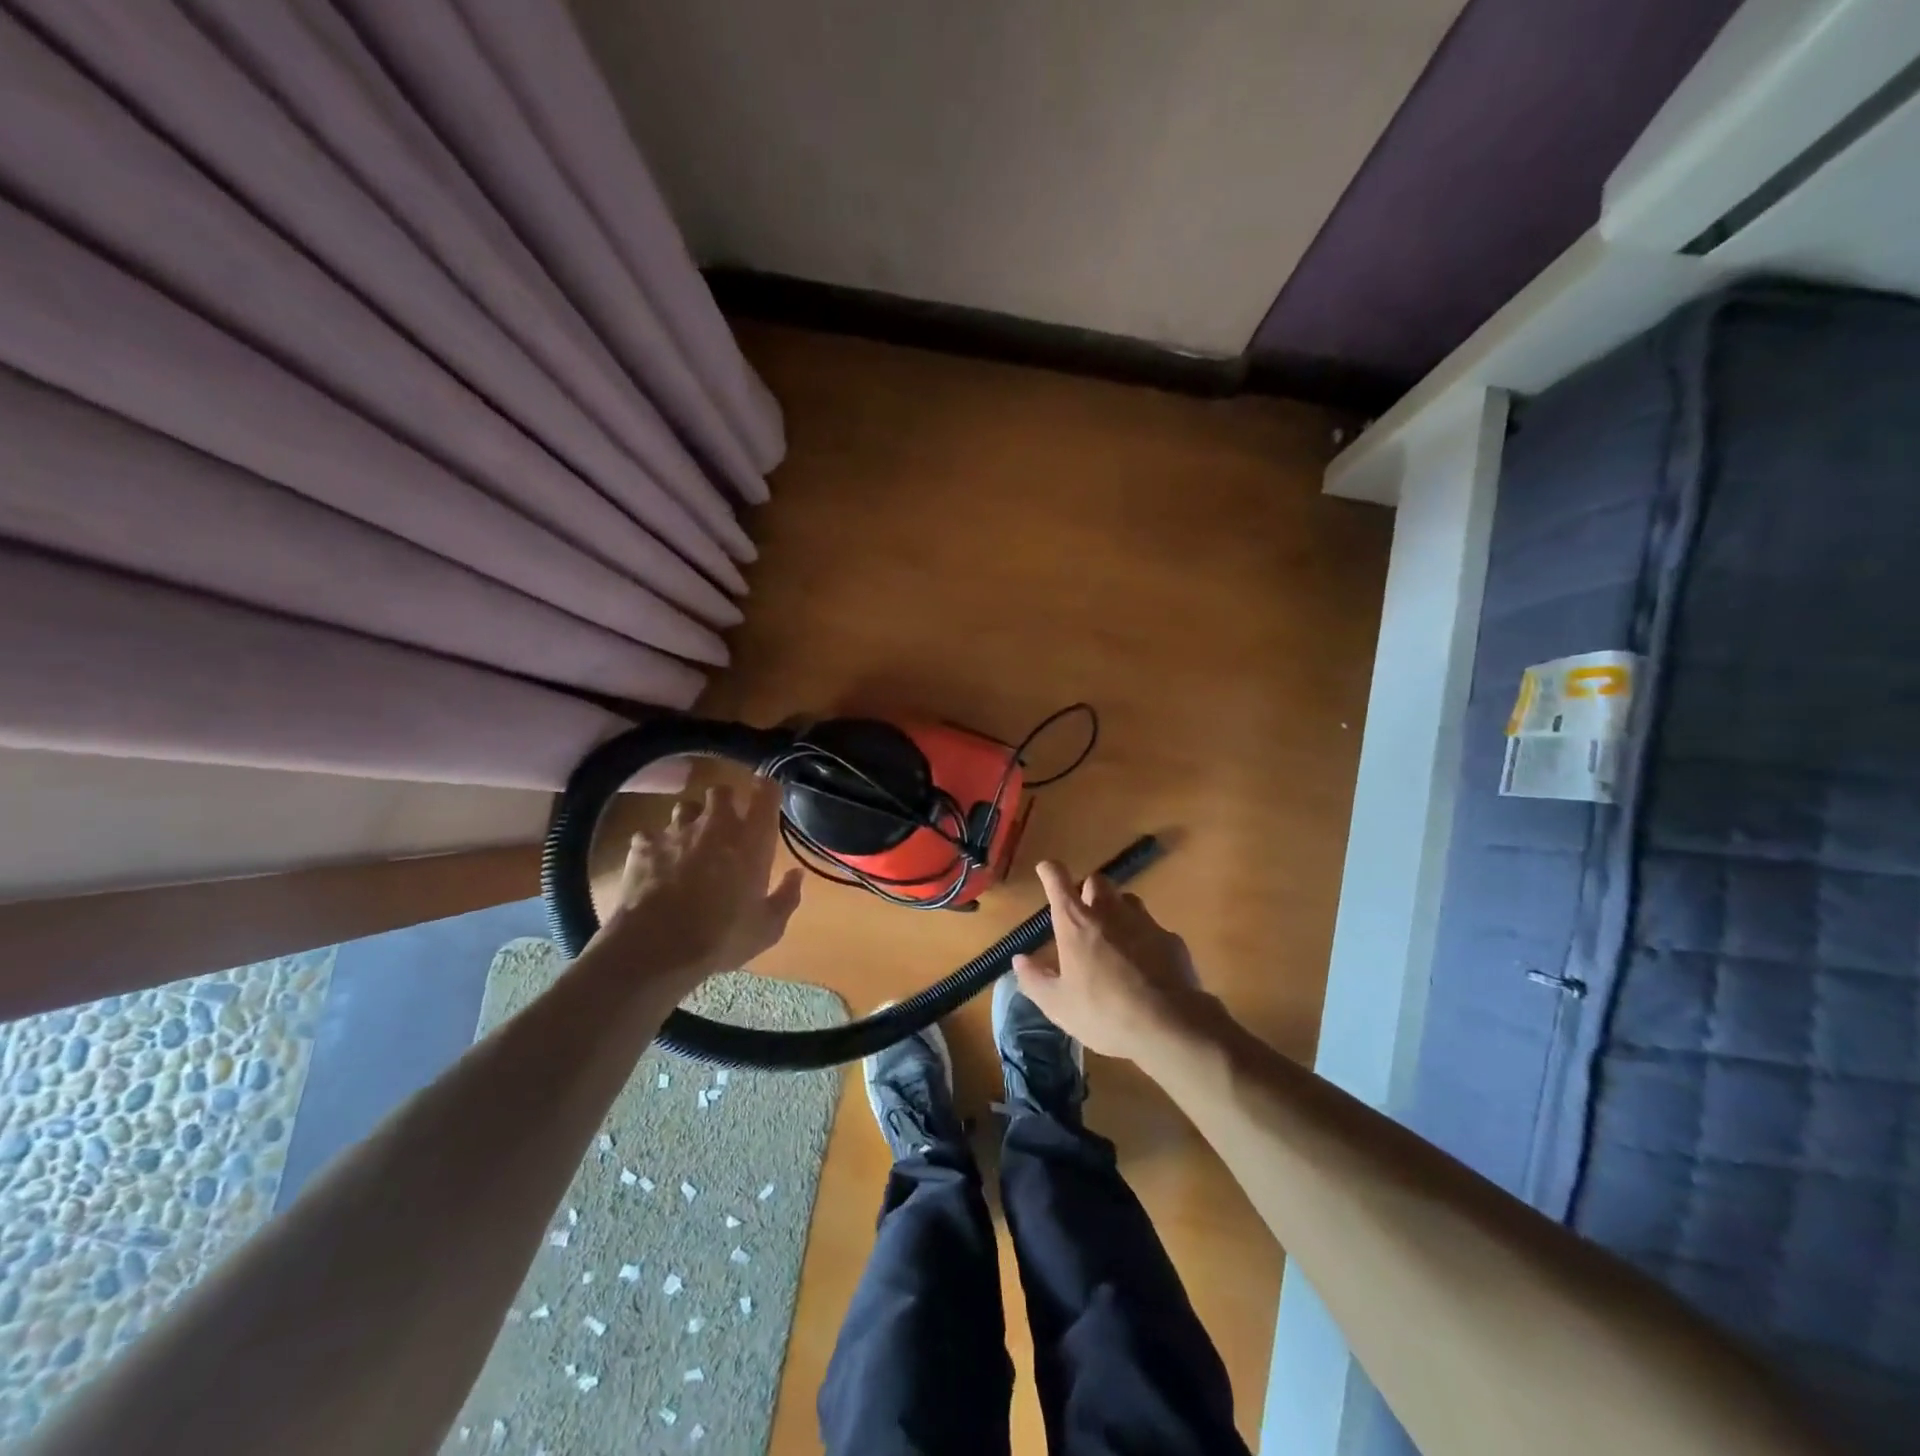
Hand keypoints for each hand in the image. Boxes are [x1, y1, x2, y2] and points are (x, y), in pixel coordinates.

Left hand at [586, 780, 802, 996]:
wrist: (657, 948)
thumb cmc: (722, 937)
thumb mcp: (767, 927)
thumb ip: (787, 896)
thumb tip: (797, 875)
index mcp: (751, 839)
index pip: (766, 793)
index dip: (767, 789)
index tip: (767, 794)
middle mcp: (715, 824)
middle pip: (721, 791)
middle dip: (724, 802)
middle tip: (725, 824)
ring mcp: (676, 831)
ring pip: (684, 807)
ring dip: (690, 820)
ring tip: (689, 842)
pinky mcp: (643, 845)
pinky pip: (651, 834)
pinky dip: (655, 845)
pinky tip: (655, 864)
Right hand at [1011, 860, 1213, 1062]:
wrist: (1169, 1024)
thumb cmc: (1104, 1012)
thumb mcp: (1058, 1005)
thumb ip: (1035, 980)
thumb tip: (1020, 959)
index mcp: (1076, 924)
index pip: (1058, 882)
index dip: (1050, 871)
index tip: (1046, 869)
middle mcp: (1109, 912)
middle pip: (1097, 881)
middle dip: (1088, 890)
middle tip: (1084, 913)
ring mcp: (1144, 922)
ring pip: (1128, 900)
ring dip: (1118, 909)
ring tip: (1115, 936)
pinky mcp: (1171, 939)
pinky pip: (1153, 928)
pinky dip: (1144, 938)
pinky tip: (1146, 964)